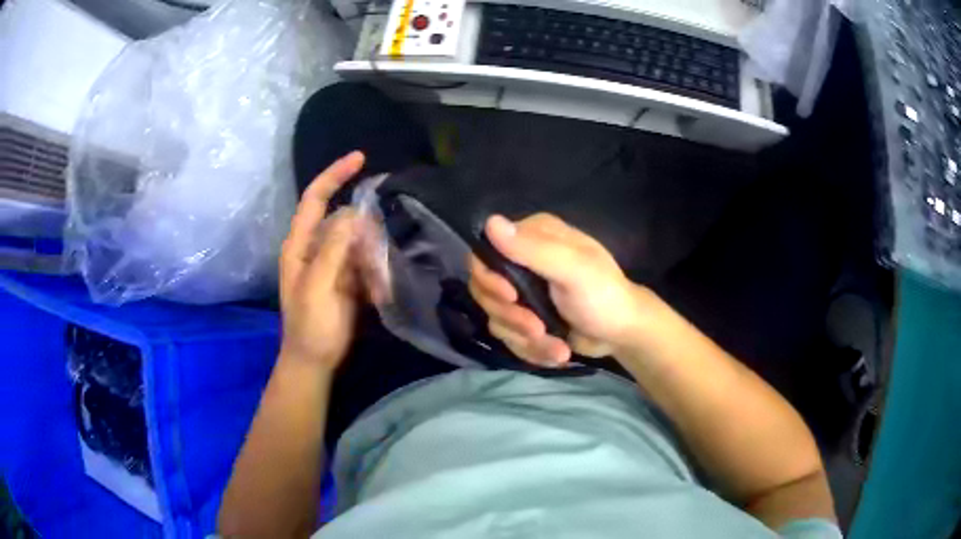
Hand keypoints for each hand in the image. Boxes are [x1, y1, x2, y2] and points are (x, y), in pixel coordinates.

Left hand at [279, 152, 365, 368]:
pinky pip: (365, 261)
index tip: (361, 158)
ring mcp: (332, 263)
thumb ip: (333, 248)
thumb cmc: (311, 326)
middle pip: (343, 219)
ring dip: (372, 254)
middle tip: (377, 253)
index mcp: (299, 245)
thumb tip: (354, 213)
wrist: (314, 361)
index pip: (315, 198)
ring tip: (376, 282)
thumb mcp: (318, 287)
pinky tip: (378, 290)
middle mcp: (315, 247)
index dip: (335, 175)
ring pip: (358, 240)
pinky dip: (375, 270)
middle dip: (364, 229)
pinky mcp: (346, 278)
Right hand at [469, 213, 646, 366]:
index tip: (510, 297)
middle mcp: (522, 260)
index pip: (485, 252)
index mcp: (533, 237)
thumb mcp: (573, 269)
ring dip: (525, 339)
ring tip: (558, 347)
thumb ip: (533, 249)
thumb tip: (490, 222)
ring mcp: (522, 291)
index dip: (489, 278)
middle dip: (511, 316)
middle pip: (485, 290)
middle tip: (537, 328)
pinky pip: (509, 337)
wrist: (622, 334)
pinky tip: (557, 351)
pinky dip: (532, 350)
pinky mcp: (525, 318)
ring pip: (497, 318)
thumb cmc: (604, 296)